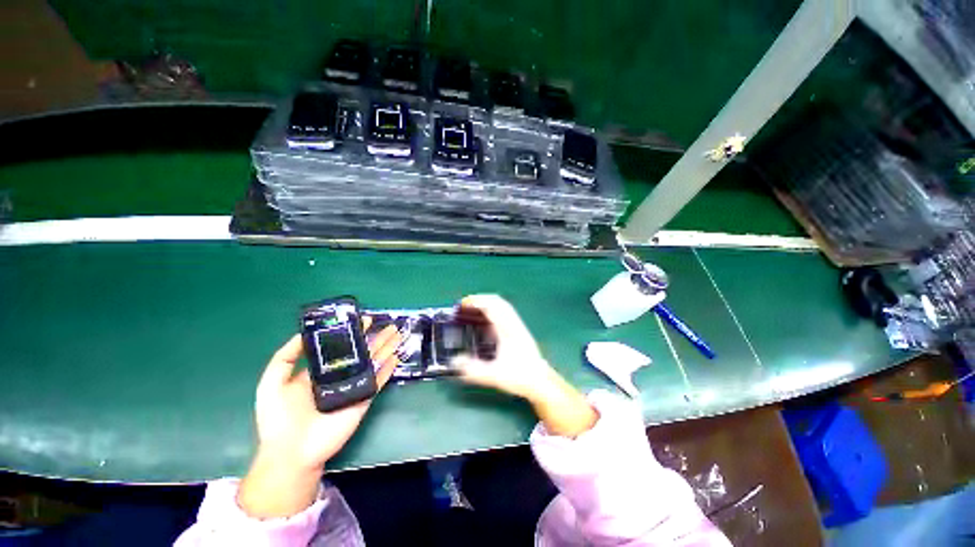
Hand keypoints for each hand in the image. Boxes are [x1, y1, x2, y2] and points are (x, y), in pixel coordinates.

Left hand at [238, 317, 400, 518]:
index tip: (363, 319)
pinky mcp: (363, 399)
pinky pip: (378, 381)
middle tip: (389, 324)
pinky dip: (388, 370)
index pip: (341, 346)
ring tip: (397, 334)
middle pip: (362, 352)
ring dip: (386, 348)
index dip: (353, 332)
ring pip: (374, 363)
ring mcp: (354, 387)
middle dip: (376, 337)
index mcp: (320, 370)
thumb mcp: (272, 383)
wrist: (291, 453)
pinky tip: (396, 357)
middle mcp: (340, 375)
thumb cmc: (278, 418)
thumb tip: (304, 333)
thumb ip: (285, 357)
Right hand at [452, 294, 597, 437]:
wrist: (541, 381)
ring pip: (502, 306)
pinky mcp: (518, 330)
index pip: (492, 306)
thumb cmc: (520, 376)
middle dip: (480, 300)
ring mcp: (517, 326)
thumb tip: (454, 361)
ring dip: (487, 304)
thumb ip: (474, 370)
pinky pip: (504, 313)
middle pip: (498, 301)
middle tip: (465, 306)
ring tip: (473, 310)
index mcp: (508, 329)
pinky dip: (493, 311)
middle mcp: (513, 323)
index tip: (462, 304)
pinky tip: (486, 322)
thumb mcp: (495, 375)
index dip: (476, 301)